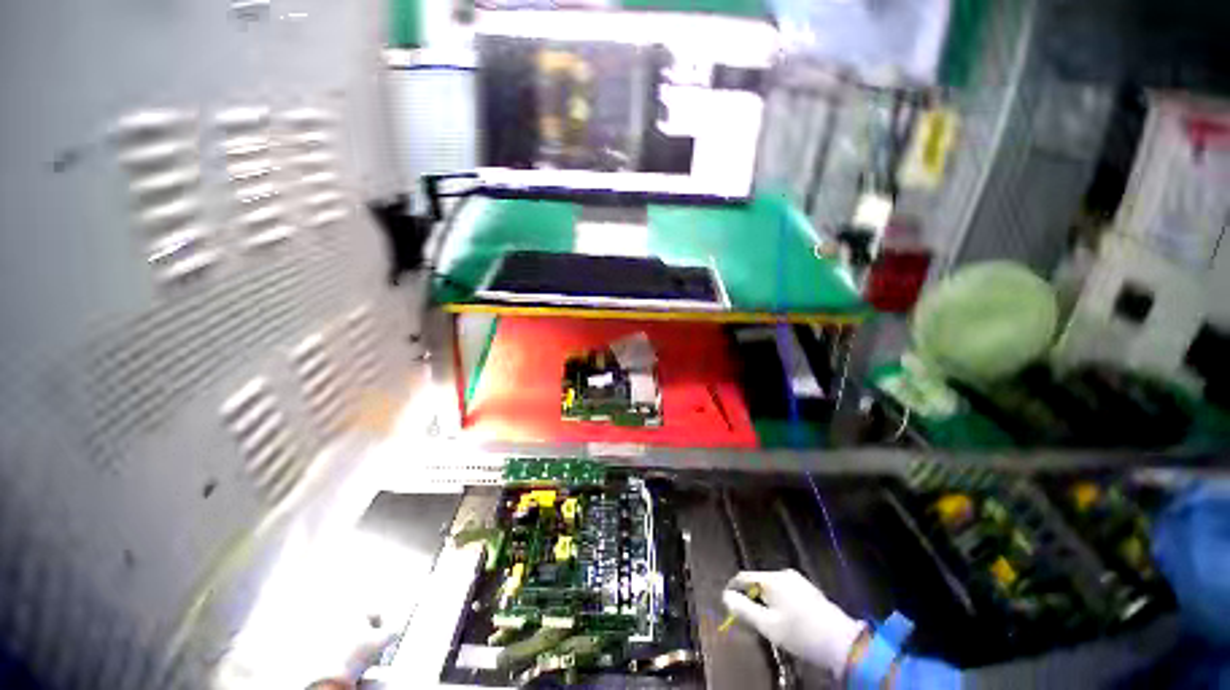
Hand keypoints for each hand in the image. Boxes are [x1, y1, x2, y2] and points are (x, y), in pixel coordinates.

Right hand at [722, 569, 865, 673]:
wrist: (842, 643)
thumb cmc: (800, 634)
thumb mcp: (768, 626)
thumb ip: (744, 610)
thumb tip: (725, 596)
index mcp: (771, 579)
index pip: (744, 577)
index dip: (733, 589)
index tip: (728, 603)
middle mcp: (783, 574)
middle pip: (758, 582)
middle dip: (751, 598)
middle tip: (749, 619)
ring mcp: (798, 580)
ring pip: (772, 588)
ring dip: (766, 601)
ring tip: (767, 622)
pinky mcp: (809, 590)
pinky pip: (785, 592)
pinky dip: (779, 603)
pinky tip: (786, 620)